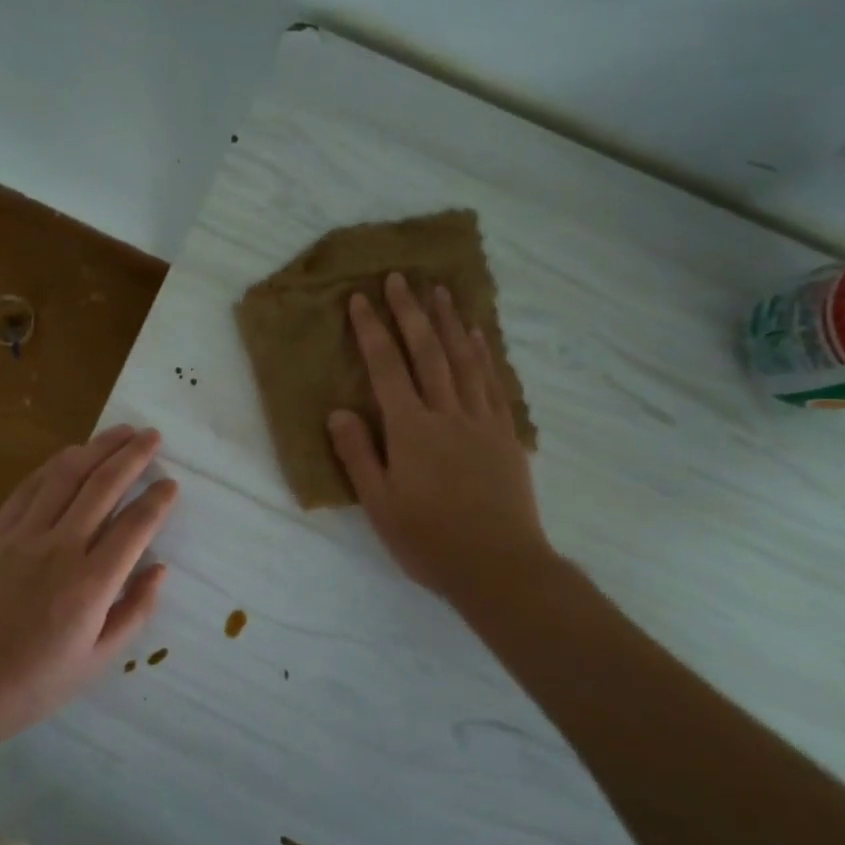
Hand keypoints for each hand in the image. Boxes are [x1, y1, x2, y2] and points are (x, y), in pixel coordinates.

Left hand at [0, 425, 177, 746]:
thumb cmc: (31, 684)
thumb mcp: (96, 663)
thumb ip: (134, 612)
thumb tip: (160, 569)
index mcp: (90, 583)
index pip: (135, 526)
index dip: (157, 500)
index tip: (171, 483)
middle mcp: (59, 547)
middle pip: (103, 486)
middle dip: (132, 455)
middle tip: (152, 435)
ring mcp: (21, 535)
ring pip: (65, 476)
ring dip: (96, 448)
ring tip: (119, 431)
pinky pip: (28, 488)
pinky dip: (53, 465)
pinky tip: (69, 455)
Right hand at [328, 274, 553, 608]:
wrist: (500, 566)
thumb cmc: (430, 540)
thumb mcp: (379, 505)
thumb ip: (358, 455)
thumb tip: (338, 412)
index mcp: (411, 430)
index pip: (387, 369)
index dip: (372, 331)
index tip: (361, 299)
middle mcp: (447, 414)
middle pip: (427, 352)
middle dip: (410, 312)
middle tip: (399, 278)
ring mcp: (481, 421)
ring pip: (464, 360)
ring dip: (449, 322)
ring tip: (440, 291)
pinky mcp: (505, 434)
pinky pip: (493, 383)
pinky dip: (483, 354)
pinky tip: (478, 336)